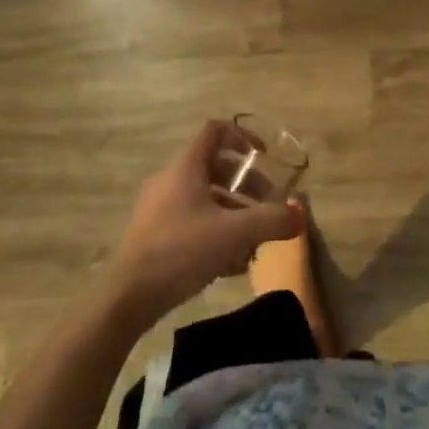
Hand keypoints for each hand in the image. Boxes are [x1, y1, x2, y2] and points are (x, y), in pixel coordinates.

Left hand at [103, 122, 303, 327]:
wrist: (128, 297)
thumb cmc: (180, 251)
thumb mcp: (233, 234)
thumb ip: (270, 221)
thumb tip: (300, 214)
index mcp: (186, 166)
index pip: (215, 131)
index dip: (242, 137)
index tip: (264, 157)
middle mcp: (171, 179)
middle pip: (215, 167)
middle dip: (246, 184)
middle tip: (267, 205)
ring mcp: (160, 207)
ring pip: (205, 198)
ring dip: (233, 211)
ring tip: (254, 239)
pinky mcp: (155, 235)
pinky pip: (193, 221)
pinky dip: (215, 231)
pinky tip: (232, 262)